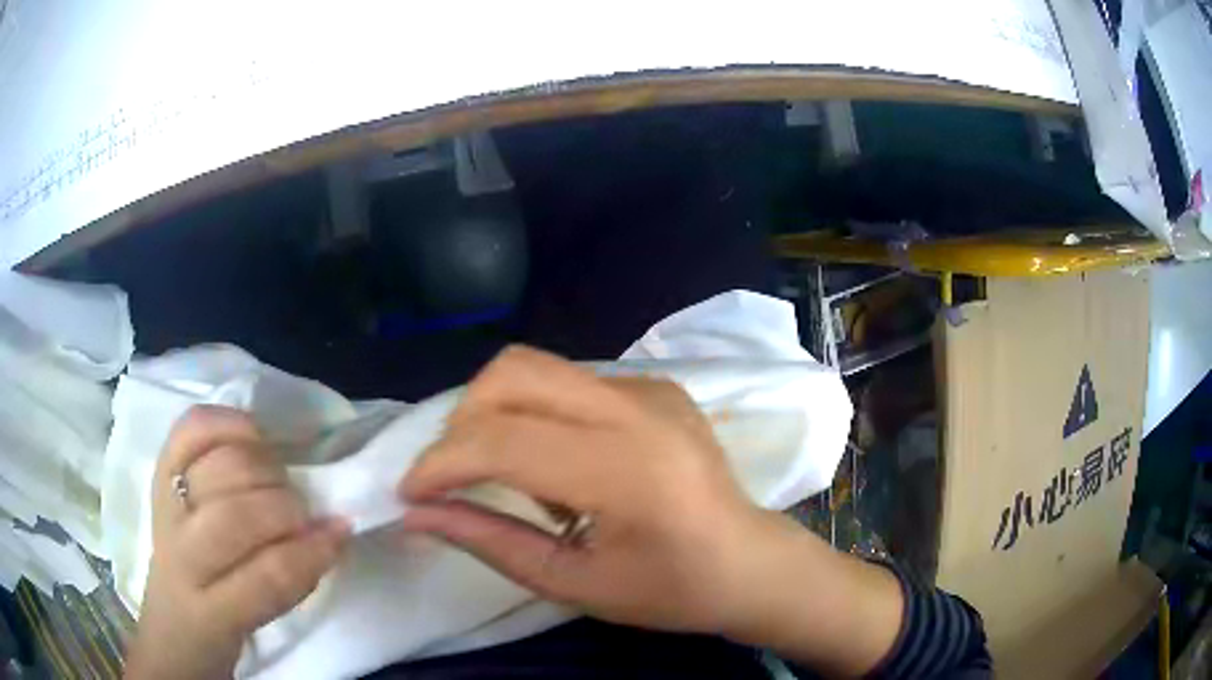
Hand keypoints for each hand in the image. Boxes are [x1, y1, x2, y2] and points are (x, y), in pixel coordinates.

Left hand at [127, 406, 349, 679]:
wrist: (171, 612)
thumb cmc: (223, 624)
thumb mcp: (261, 624)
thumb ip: (293, 580)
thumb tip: (336, 530)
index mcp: (208, 610)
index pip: (263, 578)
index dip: (308, 552)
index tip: (339, 533)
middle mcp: (179, 554)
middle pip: (233, 517)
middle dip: (283, 507)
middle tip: (304, 510)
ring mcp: (165, 505)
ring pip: (217, 468)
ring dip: (263, 466)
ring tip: (279, 477)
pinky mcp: (160, 468)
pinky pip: (192, 429)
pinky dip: (226, 422)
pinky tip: (252, 433)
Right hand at [399, 347, 902, 674]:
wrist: (751, 562)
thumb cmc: (672, 591)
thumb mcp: (575, 584)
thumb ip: (490, 542)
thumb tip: (417, 513)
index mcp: (626, 469)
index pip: (502, 441)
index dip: (440, 463)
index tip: (408, 493)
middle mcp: (638, 408)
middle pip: (513, 372)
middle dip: (463, 422)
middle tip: (458, 478)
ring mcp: (651, 387)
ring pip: (537, 369)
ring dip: (499, 417)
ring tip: (521, 483)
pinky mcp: (656, 383)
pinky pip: (569, 382)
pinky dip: (539, 416)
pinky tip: (563, 468)